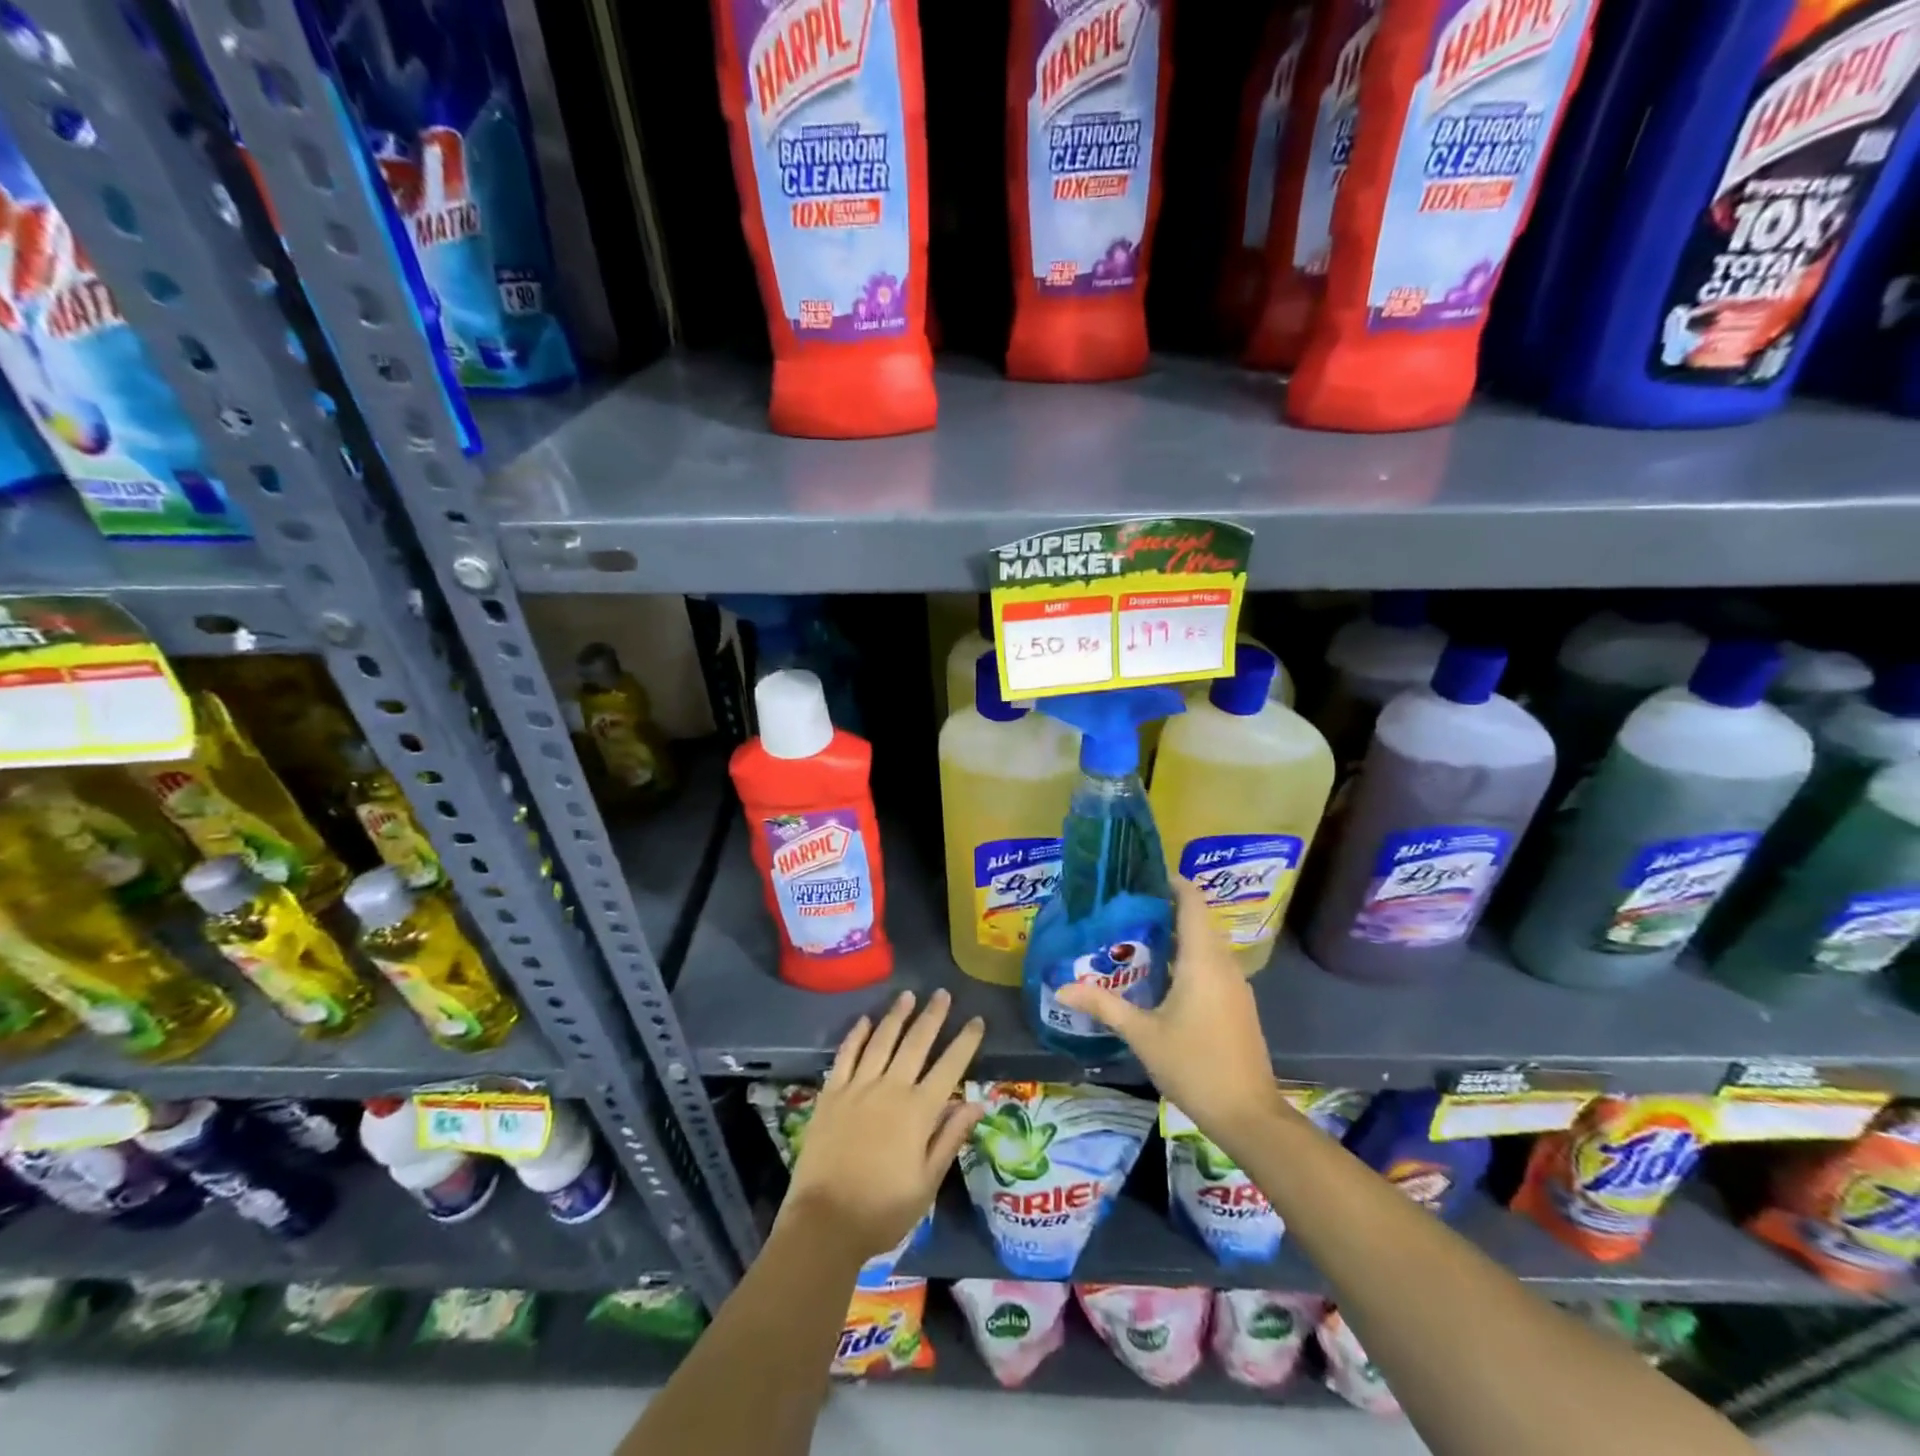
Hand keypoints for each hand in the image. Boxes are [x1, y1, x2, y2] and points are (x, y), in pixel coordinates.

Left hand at [778, 988, 985, 1263]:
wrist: (825, 1223)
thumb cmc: (883, 1210)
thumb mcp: (927, 1182)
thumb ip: (950, 1138)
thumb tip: (975, 1103)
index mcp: (918, 1111)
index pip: (949, 1067)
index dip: (965, 1042)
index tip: (977, 1020)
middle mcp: (890, 1089)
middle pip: (916, 1043)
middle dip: (932, 1016)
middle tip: (942, 993)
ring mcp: (858, 1088)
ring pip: (881, 1041)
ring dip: (896, 1016)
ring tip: (908, 995)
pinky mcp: (831, 1094)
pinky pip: (846, 1056)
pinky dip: (856, 1035)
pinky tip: (864, 1020)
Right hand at [1056, 879, 1286, 1156]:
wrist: (1248, 1114)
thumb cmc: (1194, 1065)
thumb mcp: (1142, 1034)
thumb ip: (1103, 1005)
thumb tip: (1062, 986)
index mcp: (1202, 960)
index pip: (1192, 902)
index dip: (1172, 882)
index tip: (1142, 875)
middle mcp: (1223, 964)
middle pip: (1197, 920)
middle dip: (1165, 909)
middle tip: (1125, 907)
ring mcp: (1235, 985)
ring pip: (1205, 944)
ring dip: (1175, 935)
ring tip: (1135, 937)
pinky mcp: (1237, 1004)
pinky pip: (1211, 965)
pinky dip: (1187, 958)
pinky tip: (1160, 976)